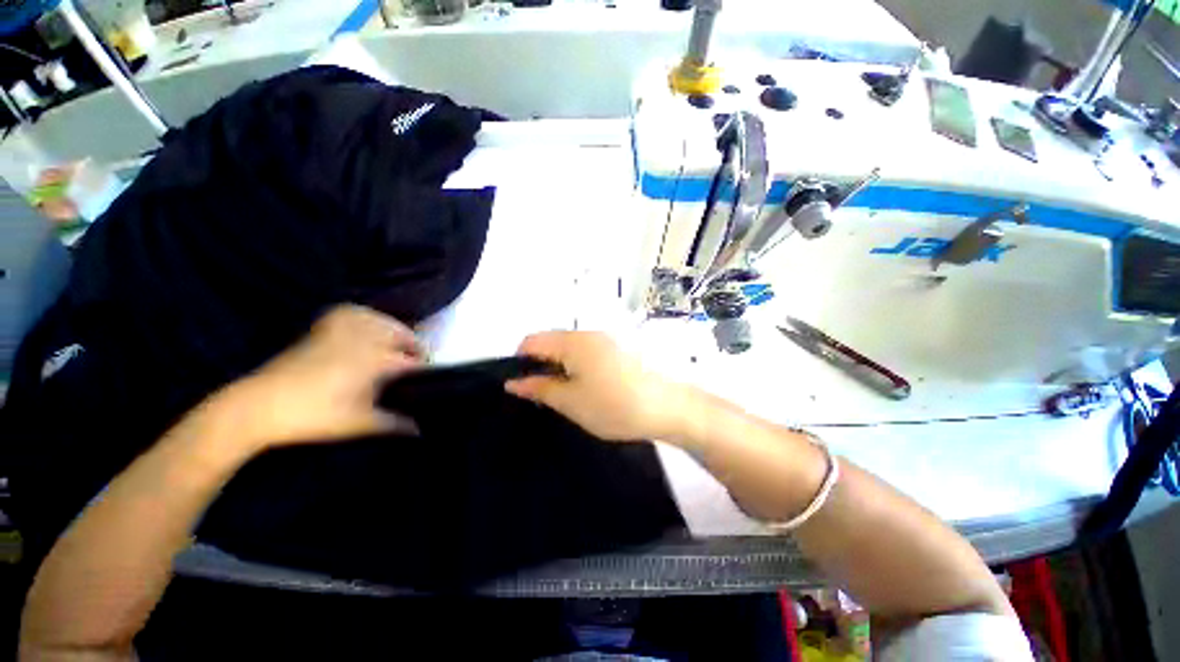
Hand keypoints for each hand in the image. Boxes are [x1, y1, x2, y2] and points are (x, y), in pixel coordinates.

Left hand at [202, 304, 423, 451]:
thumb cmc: (316, 416)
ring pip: (383, 320)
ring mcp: (344, 329)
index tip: (431, 381)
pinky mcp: (324, 327)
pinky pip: (355, 313)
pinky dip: (368, 317)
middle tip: (414, 367)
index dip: (426, 371)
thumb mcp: (360, 424)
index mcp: (378, 360)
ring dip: (396, 331)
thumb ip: (395, 424)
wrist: (260, 405)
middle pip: (404, 335)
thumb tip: (421, 429)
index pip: (414, 361)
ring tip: (396, 346)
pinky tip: (368, 328)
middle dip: (415, 349)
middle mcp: (366, 338)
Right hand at [505, 331, 692, 441]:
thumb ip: (539, 389)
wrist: (669, 407)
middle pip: (552, 341)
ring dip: (563, 366)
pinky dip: (581, 365)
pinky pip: (590, 351)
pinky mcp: (621, 347)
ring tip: (570, 394)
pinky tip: (592, 387)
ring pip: (572, 347)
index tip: (525, 386)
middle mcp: (589, 332)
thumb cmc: (614, 406)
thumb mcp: (571, 402)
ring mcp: (608, 338)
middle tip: (547, 395)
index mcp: (573, 341)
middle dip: (543, 365)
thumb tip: (513, 382)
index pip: (532, 340)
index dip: (521, 361)